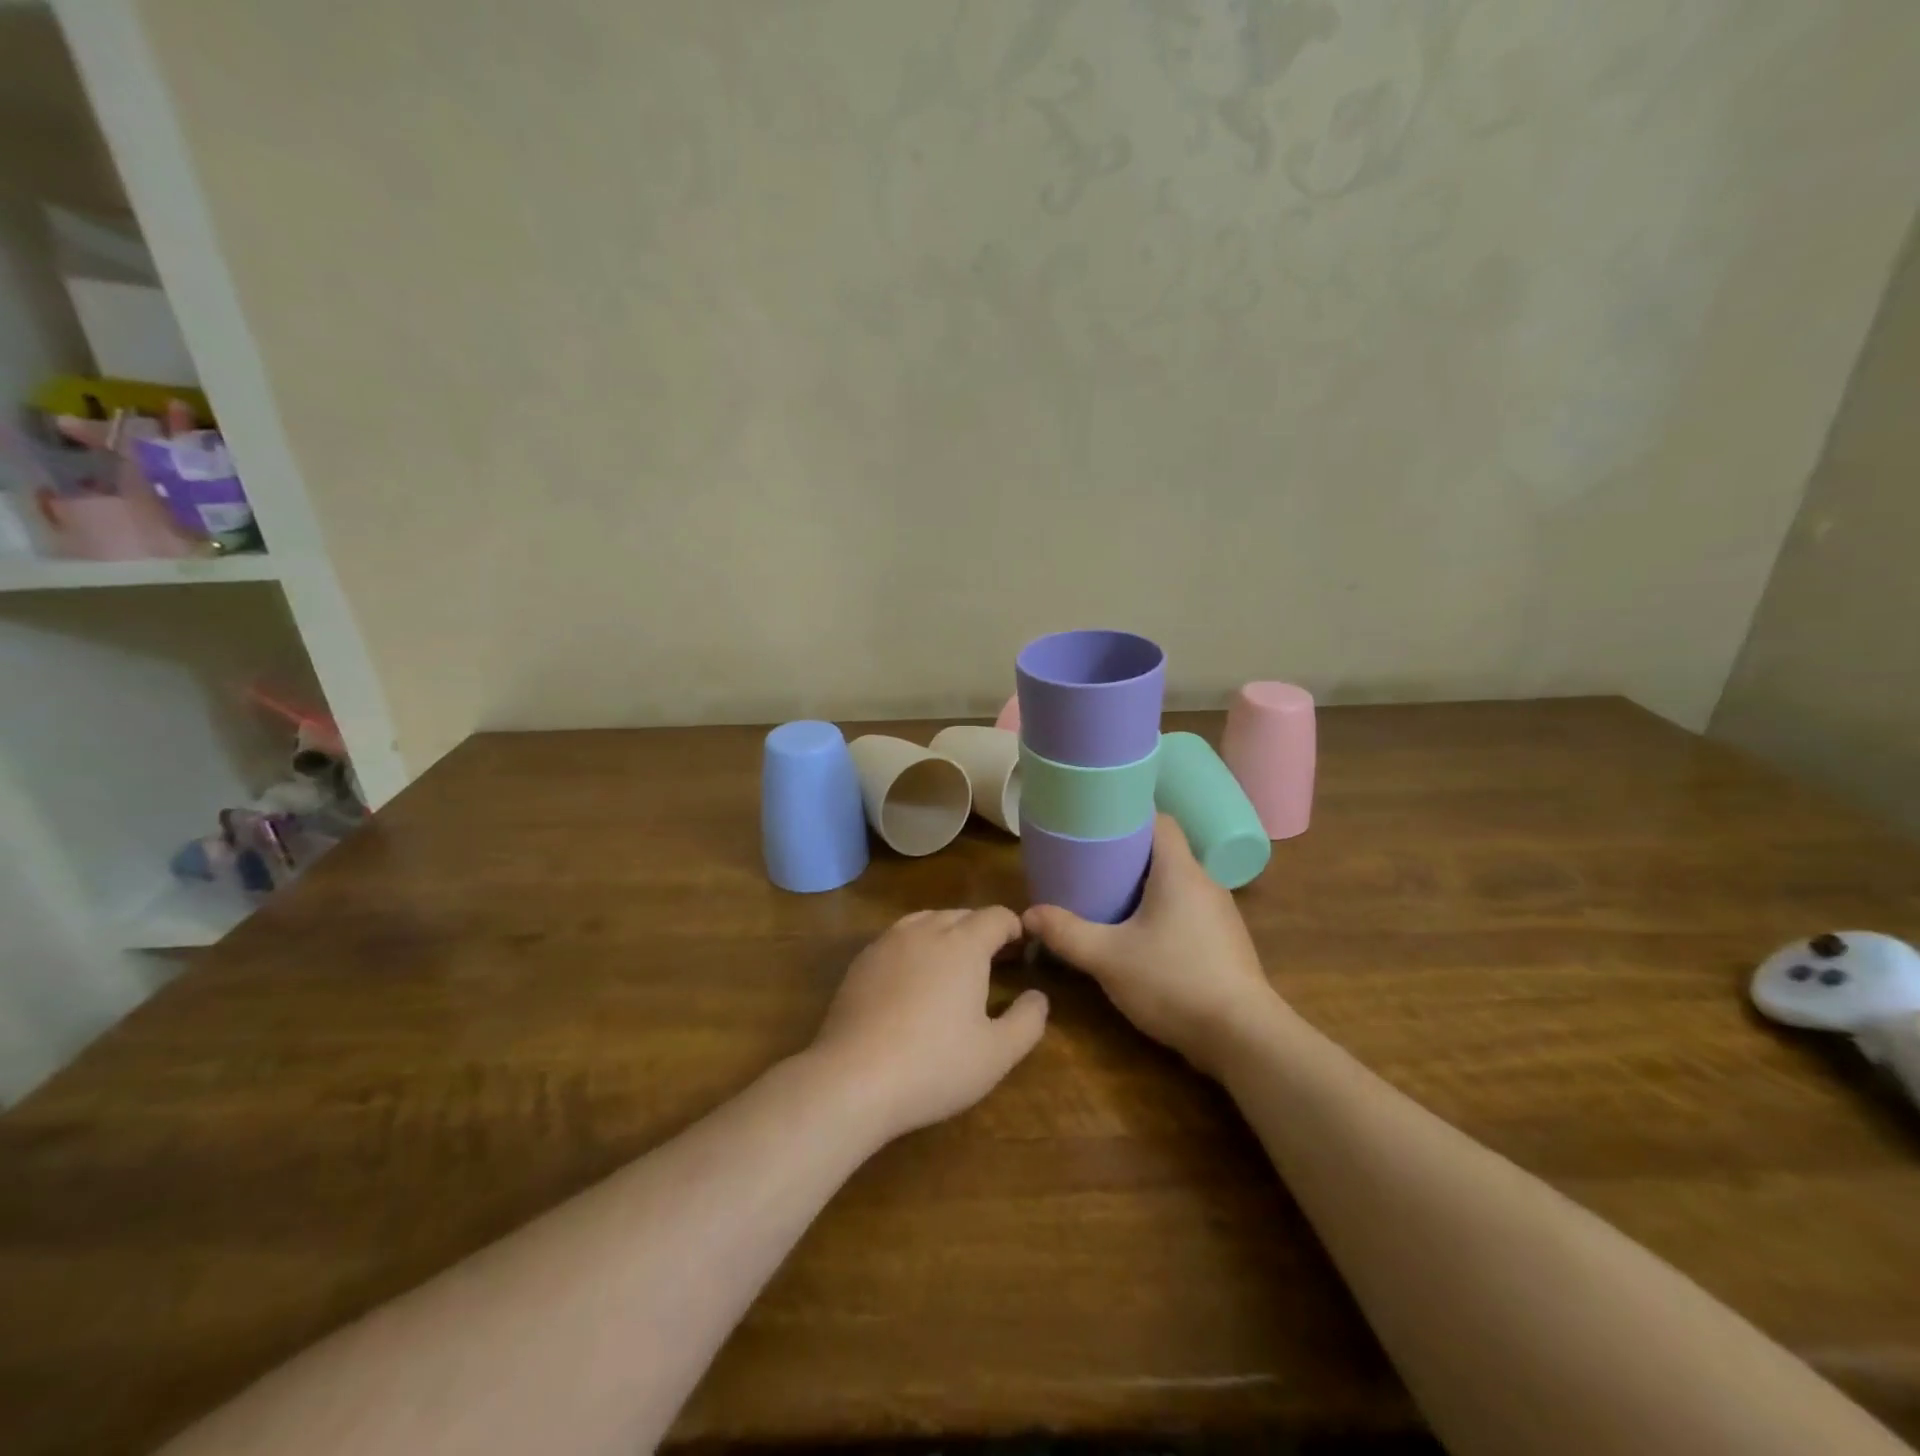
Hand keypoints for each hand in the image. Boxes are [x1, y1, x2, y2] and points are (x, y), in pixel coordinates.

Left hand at [808, 907, 1048, 1140]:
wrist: (853, 1079)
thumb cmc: (935, 1065)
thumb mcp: (997, 1054)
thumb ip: (1028, 1020)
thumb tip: (1038, 996)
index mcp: (963, 944)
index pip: (997, 916)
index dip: (1015, 929)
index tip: (1023, 953)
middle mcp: (925, 930)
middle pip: (962, 915)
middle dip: (983, 931)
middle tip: (995, 963)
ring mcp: (888, 942)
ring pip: (926, 921)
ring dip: (947, 934)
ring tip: (954, 966)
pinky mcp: (861, 961)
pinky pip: (897, 939)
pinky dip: (915, 948)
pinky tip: (913, 980)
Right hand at [1023, 815, 1282, 1076]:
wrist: (1243, 1037)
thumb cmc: (1174, 982)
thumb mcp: (1108, 958)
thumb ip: (1066, 933)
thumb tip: (1028, 915)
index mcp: (1180, 871)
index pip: (1159, 820)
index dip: (1128, 815)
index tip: (1096, 824)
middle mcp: (1206, 883)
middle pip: (1165, 852)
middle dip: (1128, 855)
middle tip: (1090, 864)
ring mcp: (1221, 914)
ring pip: (1177, 883)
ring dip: (1146, 886)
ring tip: (1110, 898)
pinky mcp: (1226, 942)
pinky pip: (1188, 910)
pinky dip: (1163, 911)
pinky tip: (1142, 936)